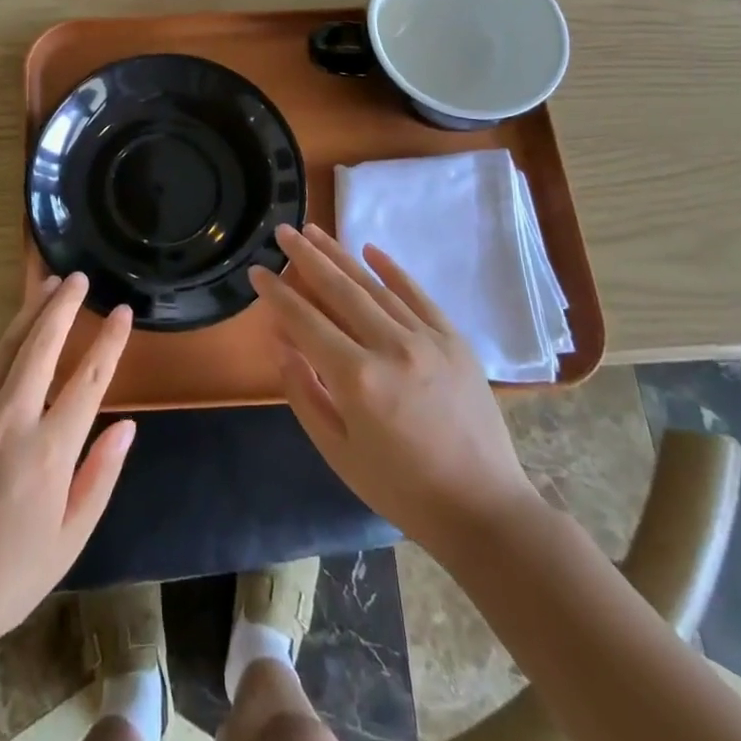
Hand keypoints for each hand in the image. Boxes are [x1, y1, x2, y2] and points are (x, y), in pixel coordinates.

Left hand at [0, 275, 136, 653]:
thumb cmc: (8, 576)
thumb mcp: (70, 539)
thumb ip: (100, 475)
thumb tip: (126, 424)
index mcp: (50, 451)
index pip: (90, 379)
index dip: (109, 341)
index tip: (121, 312)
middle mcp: (11, 419)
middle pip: (42, 345)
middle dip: (64, 306)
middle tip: (79, 278)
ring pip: (5, 347)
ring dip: (29, 313)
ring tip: (47, 285)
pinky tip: (5, 338)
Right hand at [249, 223, 535, 544]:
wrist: (482, 509)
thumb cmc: (400, 488)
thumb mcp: (337, 451)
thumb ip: (304, 393)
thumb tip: (282, 343)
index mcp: (356, 379)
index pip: (305, 321)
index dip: (278, 294)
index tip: (257, 271)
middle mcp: (390, 347)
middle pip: (339, 289)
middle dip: (306, 257)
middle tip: (283, 231)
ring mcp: (427, 339)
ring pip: (374, 286)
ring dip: (341, 255)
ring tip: (315, 230)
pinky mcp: (455, 341)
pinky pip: (418, 295)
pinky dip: (393, 270)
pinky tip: (370, 250)